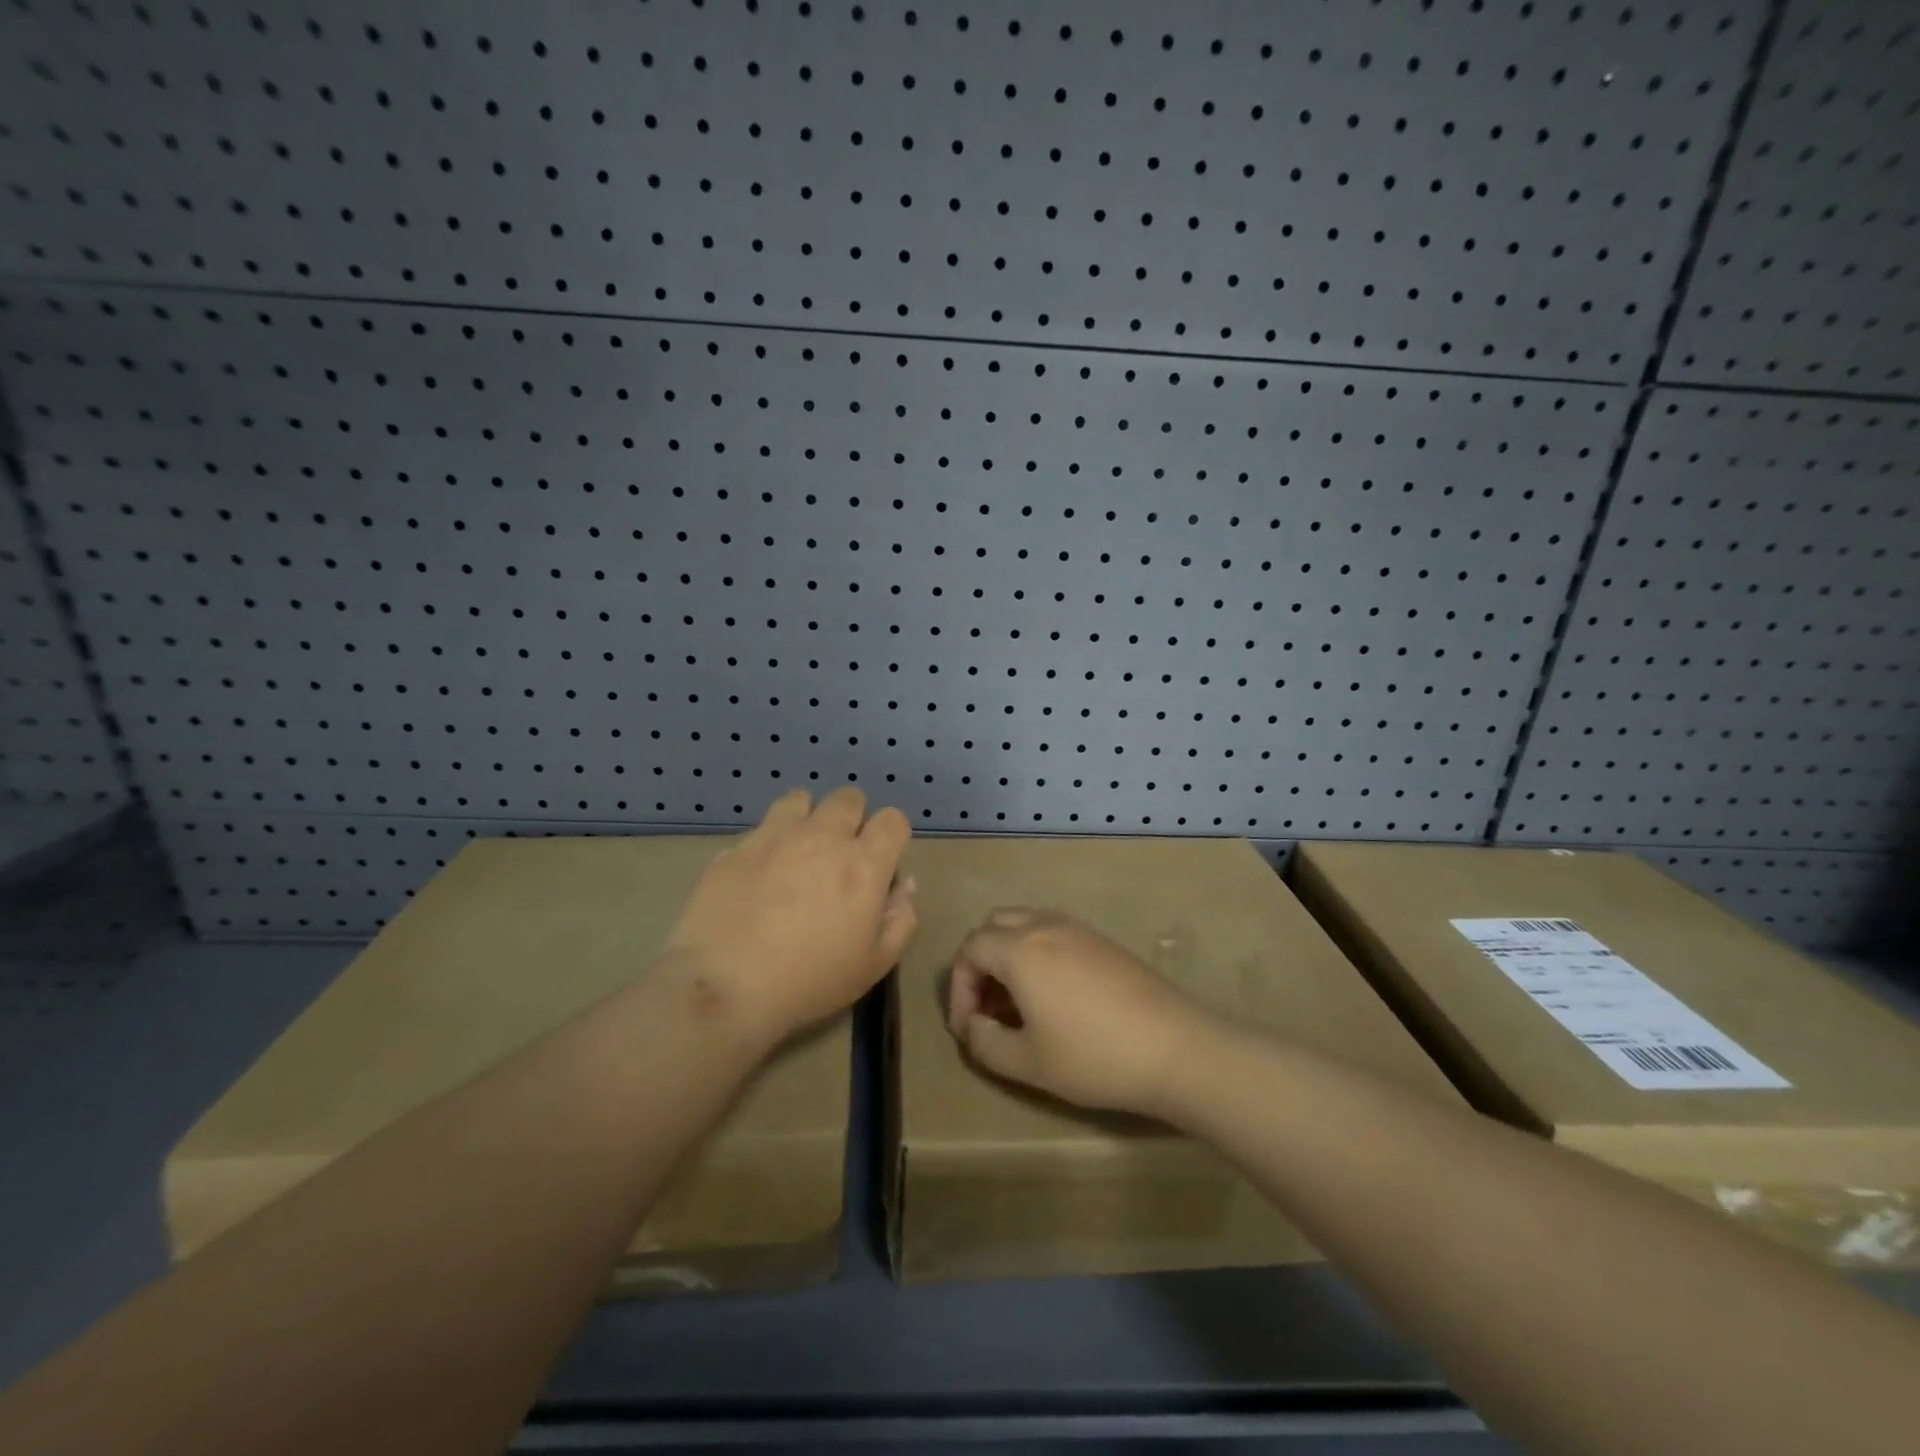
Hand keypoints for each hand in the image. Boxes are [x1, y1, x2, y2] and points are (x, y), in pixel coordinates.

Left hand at [663, 787, 916, 1046]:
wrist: (724, 987)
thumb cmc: (809, 982)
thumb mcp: (874, 965)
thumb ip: (900, 919)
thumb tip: (904, 885)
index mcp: (863, 864)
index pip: (893, 819)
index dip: (890, 836)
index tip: (880, 862)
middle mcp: (823, 837)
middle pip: (848, 798)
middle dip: (851, 818)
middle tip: (839, 855)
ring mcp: (775, 836)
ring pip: (800, 799)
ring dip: (807, 818)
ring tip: (797, 850)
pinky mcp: (736, 846)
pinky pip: (760, 828)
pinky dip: (767, 843)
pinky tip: (757, 875)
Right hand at [945, 908, 1214, 1117]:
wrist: (1177, 1048)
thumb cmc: (1094, 1056)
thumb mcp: (1028, 1063)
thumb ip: (985, 1043)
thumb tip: (974, 1025)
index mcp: (1020, 949)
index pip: (969, 950)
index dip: (958, 989)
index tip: (968, 1029)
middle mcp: (1045, 926)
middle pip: (994, 926)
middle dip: (980, 964)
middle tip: (988, 1008)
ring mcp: (1078, 928)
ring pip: (1025, 924)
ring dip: (1009, 956)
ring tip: (1018, 1003)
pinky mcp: (1103, 940)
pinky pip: (1054, 932)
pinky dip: (1038, 954)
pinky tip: (1054, 996)